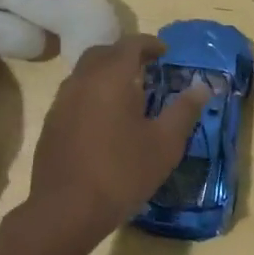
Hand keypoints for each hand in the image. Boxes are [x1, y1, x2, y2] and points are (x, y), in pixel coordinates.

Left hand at [26, 33, 210, 237]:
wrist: (66, 210)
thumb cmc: (122, 173)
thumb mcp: (165, 144)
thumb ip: (184, 111)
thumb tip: (202, 87)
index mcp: (111, 78)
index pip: (130, 44)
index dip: (150, 44)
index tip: (165, 53)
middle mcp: (82, 81)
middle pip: (103, 53)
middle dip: (126, 54)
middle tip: (147, 68)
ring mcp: (61, 102)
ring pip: (85, 73)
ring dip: (107, 74)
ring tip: (128, 93)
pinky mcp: (51, 124)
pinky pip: (74, 95)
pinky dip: (93, 94)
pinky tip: (106, 119)